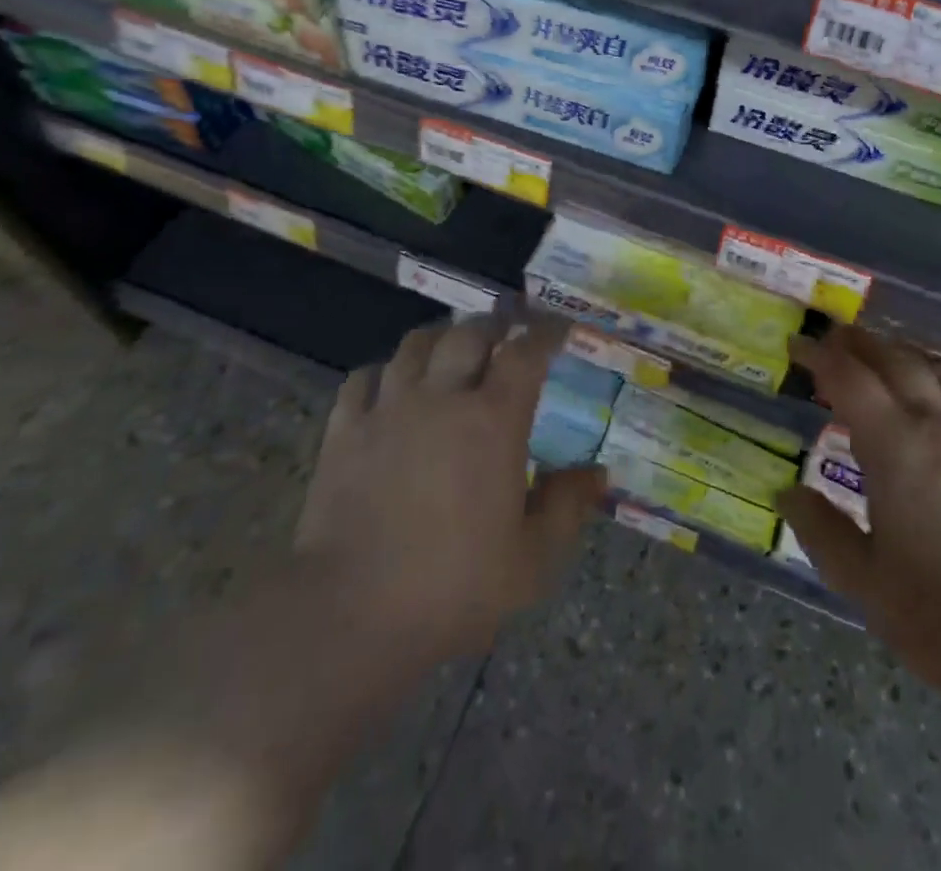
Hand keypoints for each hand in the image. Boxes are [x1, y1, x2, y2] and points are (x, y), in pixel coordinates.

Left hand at [297, 315, 605, 663]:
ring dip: (442, 337)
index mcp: (493, 420)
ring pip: (416, 344)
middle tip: (508, 330)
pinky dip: (385, 370)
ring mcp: (388, 409)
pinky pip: (364, 378)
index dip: (546, 332)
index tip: (560, 328)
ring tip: (453, 346)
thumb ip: (568, 507)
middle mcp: (441, 398)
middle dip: (495, 324)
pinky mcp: (344, 431)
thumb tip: (597, 473)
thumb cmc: (453, 587)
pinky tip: (392, 384)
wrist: (350, 616)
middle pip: (469, 333)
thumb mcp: (533, 560)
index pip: (526, 352)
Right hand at [782, 328, 940, 719]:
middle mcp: (939, 424)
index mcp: (896, 447)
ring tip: (879, 360)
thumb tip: (788, 492)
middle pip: (894, 359)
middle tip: (832, 341)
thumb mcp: (866, 584)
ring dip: (901, 355)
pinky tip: (936, 402)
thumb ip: (822, 531)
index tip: (797, 346)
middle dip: (858, 342)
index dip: (819, 355)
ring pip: (937, 369)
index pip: (848, 377)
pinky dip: (939, 382)